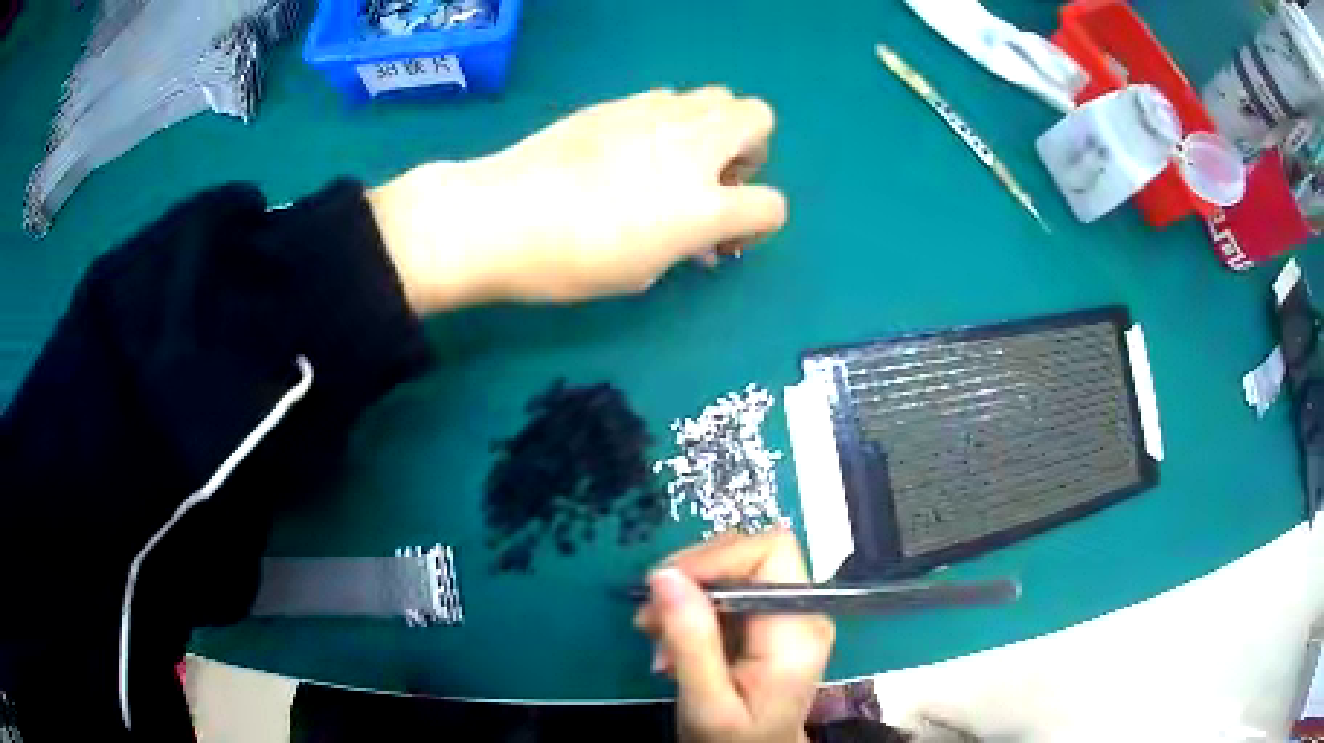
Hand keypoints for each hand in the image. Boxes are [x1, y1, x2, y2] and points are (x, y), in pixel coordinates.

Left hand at [369, 88, 786, 310]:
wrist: (502, 215)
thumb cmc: (570, 261)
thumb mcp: (642, 271)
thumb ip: (685, 246)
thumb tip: (699, 237)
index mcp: (704, 205)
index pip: (771, 205)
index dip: (757, 225)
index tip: (723, 239)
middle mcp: (693, 147)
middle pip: (759, 119)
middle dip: (749, 150)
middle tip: (712, 180)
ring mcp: (657, 114)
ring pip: (718, 95)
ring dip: (714, 127)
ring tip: (675, 158)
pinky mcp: (620, 101)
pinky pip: (669, 97)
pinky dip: (670, 119)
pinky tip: (633, 146)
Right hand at [635, 531, 835, 742]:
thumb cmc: (736, 740)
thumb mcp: (707, 701)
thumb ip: (690, 640)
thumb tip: (664, 575)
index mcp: (798, 630)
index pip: (770, 551)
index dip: (717, 556)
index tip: (666, 584)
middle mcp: (803, 611)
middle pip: (750, 555)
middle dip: (693, 580)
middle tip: (649, 619)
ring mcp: (789, 614)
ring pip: (733, 571)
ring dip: (687, 598)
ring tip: (659, 642)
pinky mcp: (771, 622)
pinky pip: (729, 594)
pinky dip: (694, 612)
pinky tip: (674, 646)